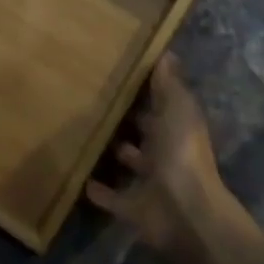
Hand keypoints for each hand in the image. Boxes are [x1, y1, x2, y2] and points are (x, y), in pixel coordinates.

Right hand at [86, 56, 245, 263]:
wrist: (185, 212)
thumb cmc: (180, 152)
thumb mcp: (177, 108)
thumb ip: (168, 83)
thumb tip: (166, 51)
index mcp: (177, 127)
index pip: (161, 104)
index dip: (146, 90)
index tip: (119, 73)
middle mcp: (165, 153)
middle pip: (146, 133)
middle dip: (128, 120)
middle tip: (94, 101)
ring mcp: (150, 182)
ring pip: (130, 163)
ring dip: (113, 152)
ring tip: (83, 135)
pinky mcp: (134, 207)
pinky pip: (113, 198)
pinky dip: (99, 191)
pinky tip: (78, 179)